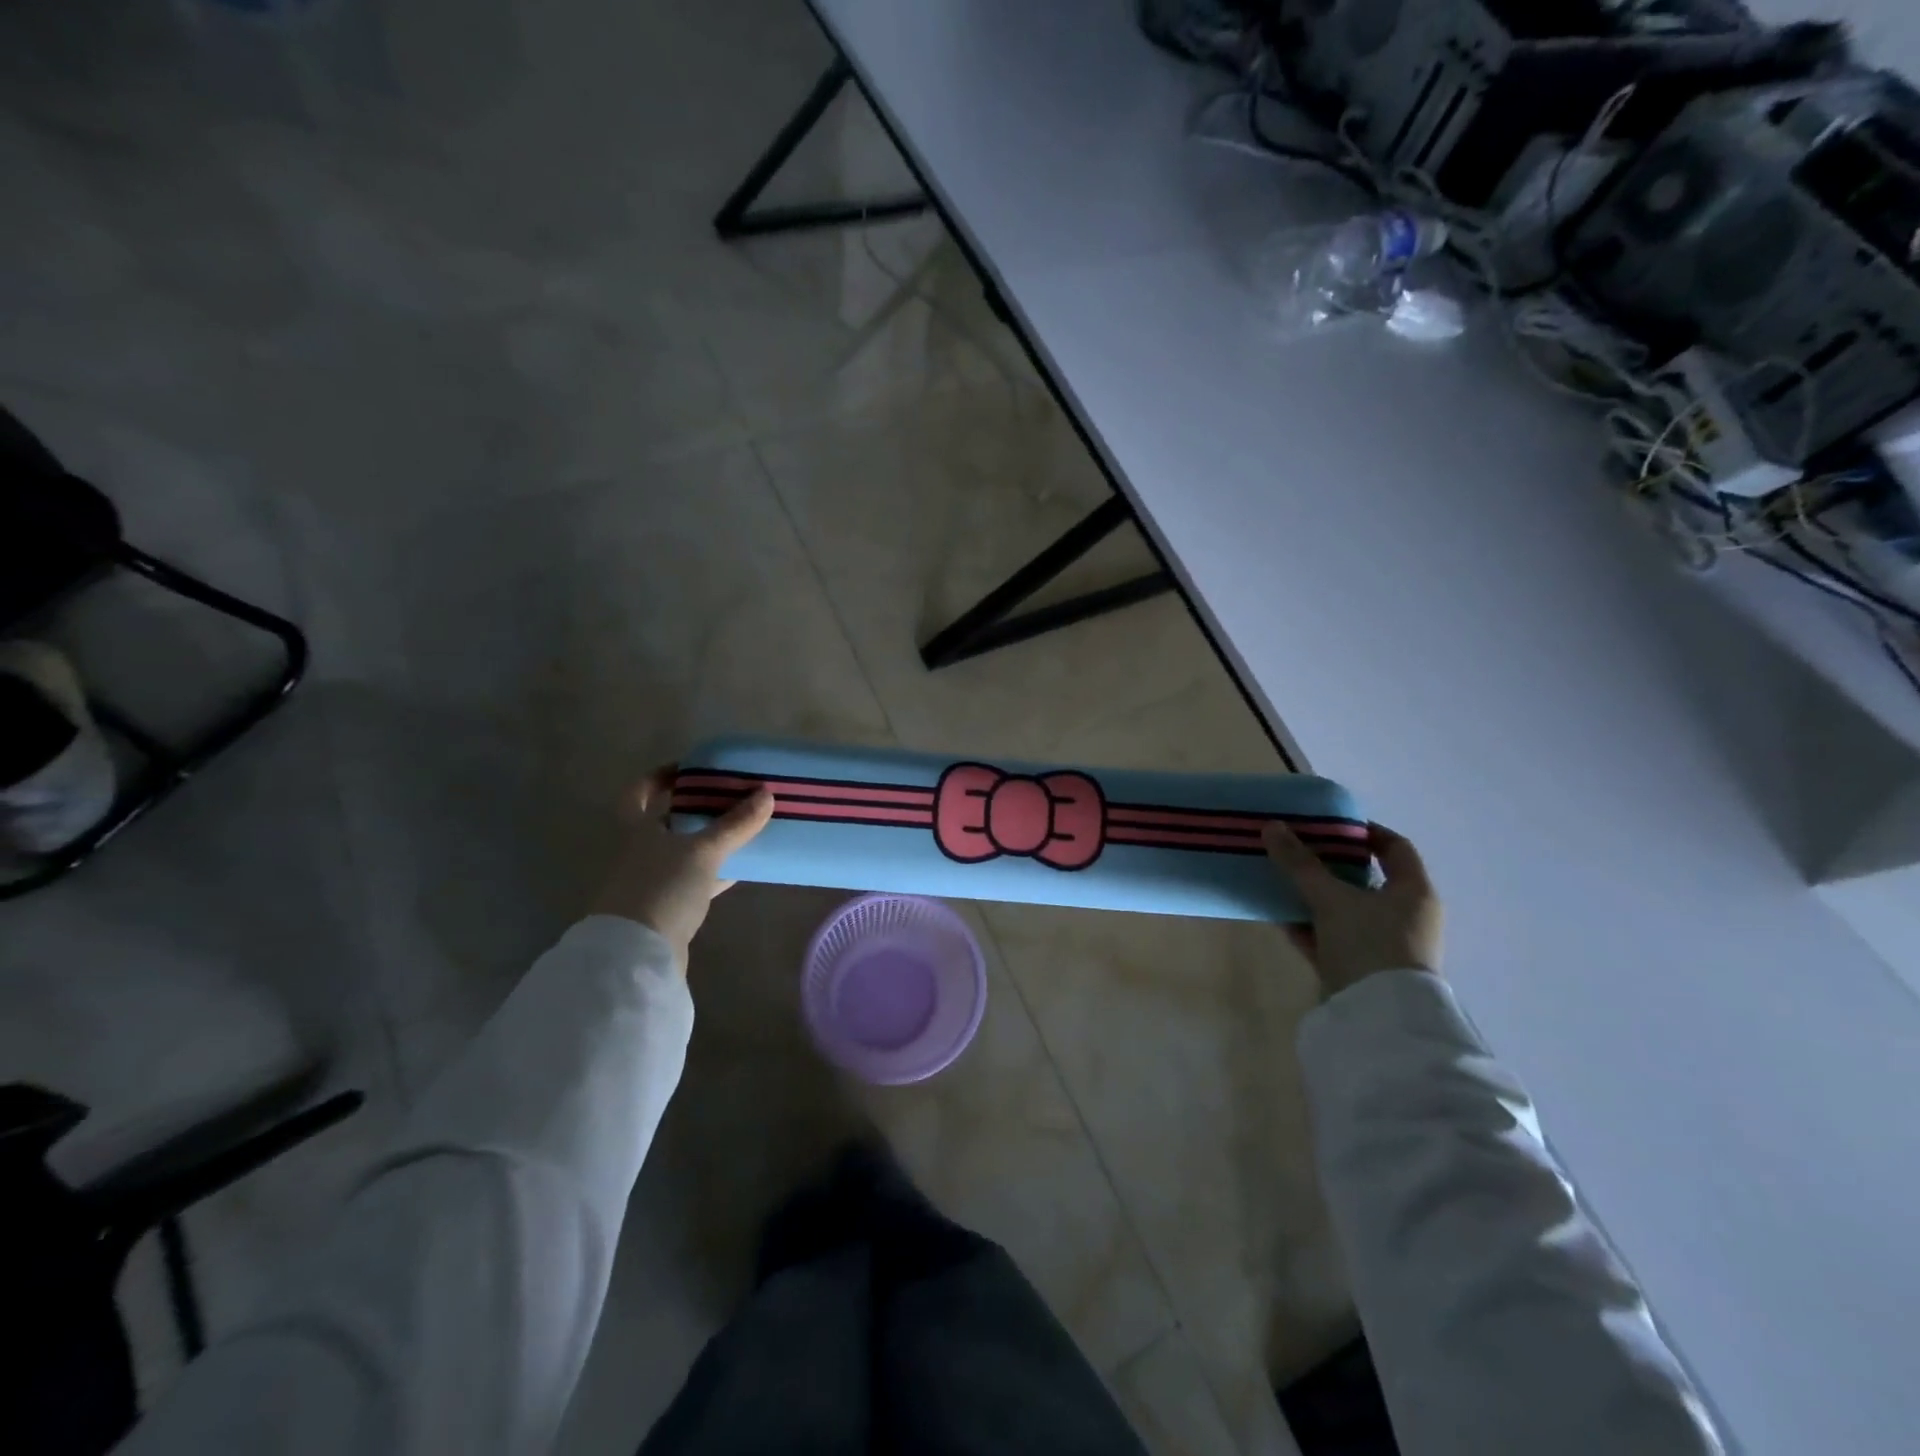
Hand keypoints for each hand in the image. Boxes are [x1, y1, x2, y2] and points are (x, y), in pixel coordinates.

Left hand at [592, 766, 774, 972]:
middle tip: (729, 797)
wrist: (638, 954)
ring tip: (743, 828)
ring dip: (709, 841)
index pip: (639, 792)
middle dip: (696, 808)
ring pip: (684, 851)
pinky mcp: (667, 908)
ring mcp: (652, 881)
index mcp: (638, 829)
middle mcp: (641, 851)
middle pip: (667, 821)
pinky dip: (716, 872)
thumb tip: (766, 793)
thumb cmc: (661, 888)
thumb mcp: (703, 851)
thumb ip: (735, 824)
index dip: (660, 777)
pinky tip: (741, 868)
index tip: (690, 769)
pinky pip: (695, 880)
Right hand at [1261, 820, 1443, 997]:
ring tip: (1281, 879)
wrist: (1378, 1018)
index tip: (1329, 825)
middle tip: (1297, 850)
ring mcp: (1384, 944)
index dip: (1364, 832)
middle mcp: (1406, 916)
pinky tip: (1281, 916)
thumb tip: (1272, 826)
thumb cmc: (1369, 944)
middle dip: (1330, 864)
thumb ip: (1300, 864)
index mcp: (1413, 892)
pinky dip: (1311, 925)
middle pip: (1366, 879)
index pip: (1395, 848)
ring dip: (1316, 895)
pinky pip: (1333, 936)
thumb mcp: (1331, 899)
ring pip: (1346, 909)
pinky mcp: (1362, 968)